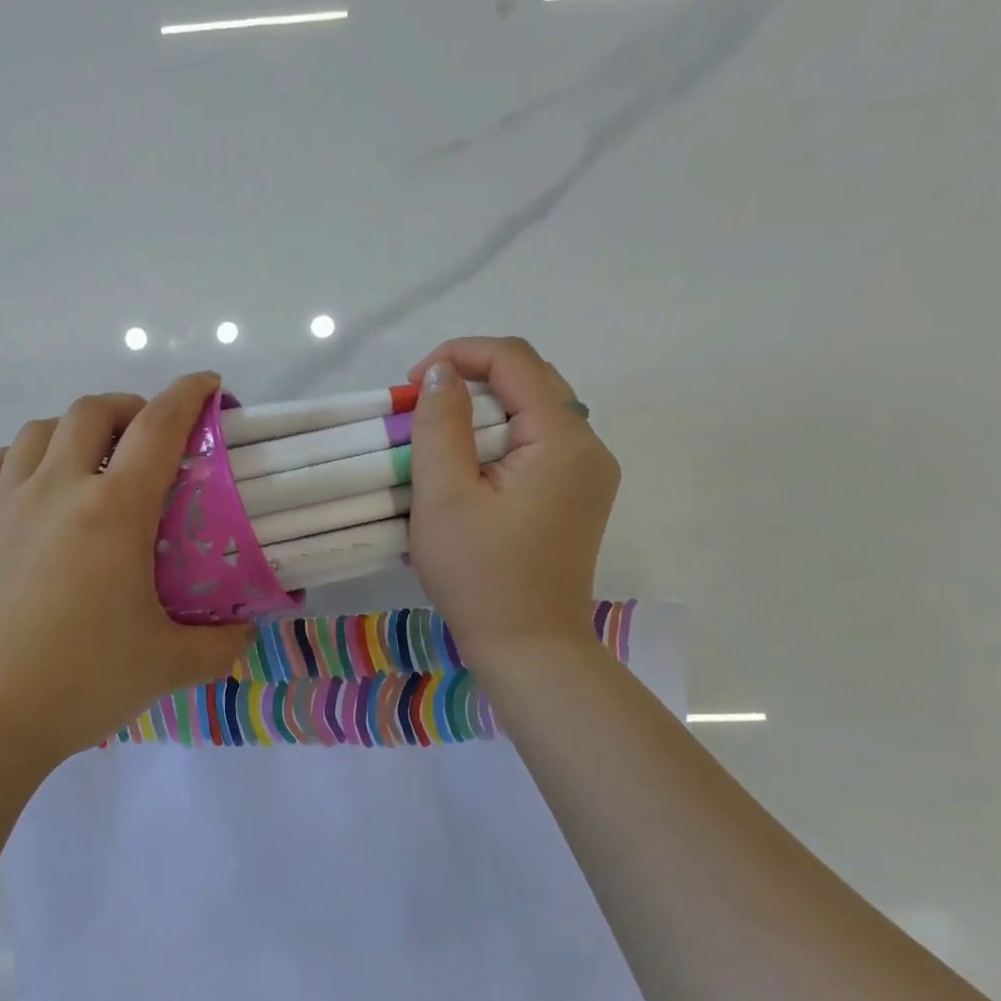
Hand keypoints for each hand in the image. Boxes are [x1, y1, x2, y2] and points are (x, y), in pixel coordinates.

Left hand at [0, 372, 253, 772]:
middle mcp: (55, 489)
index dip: (188, 395)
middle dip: (128, 407)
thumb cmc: (80, 685)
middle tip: (146, 436)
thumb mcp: (168, 666)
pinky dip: (15, 460)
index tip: (208, 387)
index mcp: (113, 511)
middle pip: (92, 411)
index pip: (159, 427)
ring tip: (86, 461)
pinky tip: (25, 487)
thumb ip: (220, 645)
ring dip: (71, 430)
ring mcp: (0, 504)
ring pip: (37, 432)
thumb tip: (246, 632)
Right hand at [406, 336, 619, 665]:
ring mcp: (588, 473)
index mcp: (563, 438)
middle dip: (469, 379)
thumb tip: (440, 372)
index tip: (411, 385)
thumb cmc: (480, 574)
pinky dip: (499, 438)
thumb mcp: (444, 495)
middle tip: (421, 410)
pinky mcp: (577, 495)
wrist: (529, 647)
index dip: (458, 354)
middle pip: (529, 379)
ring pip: (534, 410)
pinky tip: (469, 468)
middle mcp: (589, 445)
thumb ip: (439, 423)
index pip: (513, 359)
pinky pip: (538, 443)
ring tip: (439, 438)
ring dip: (483, 409)